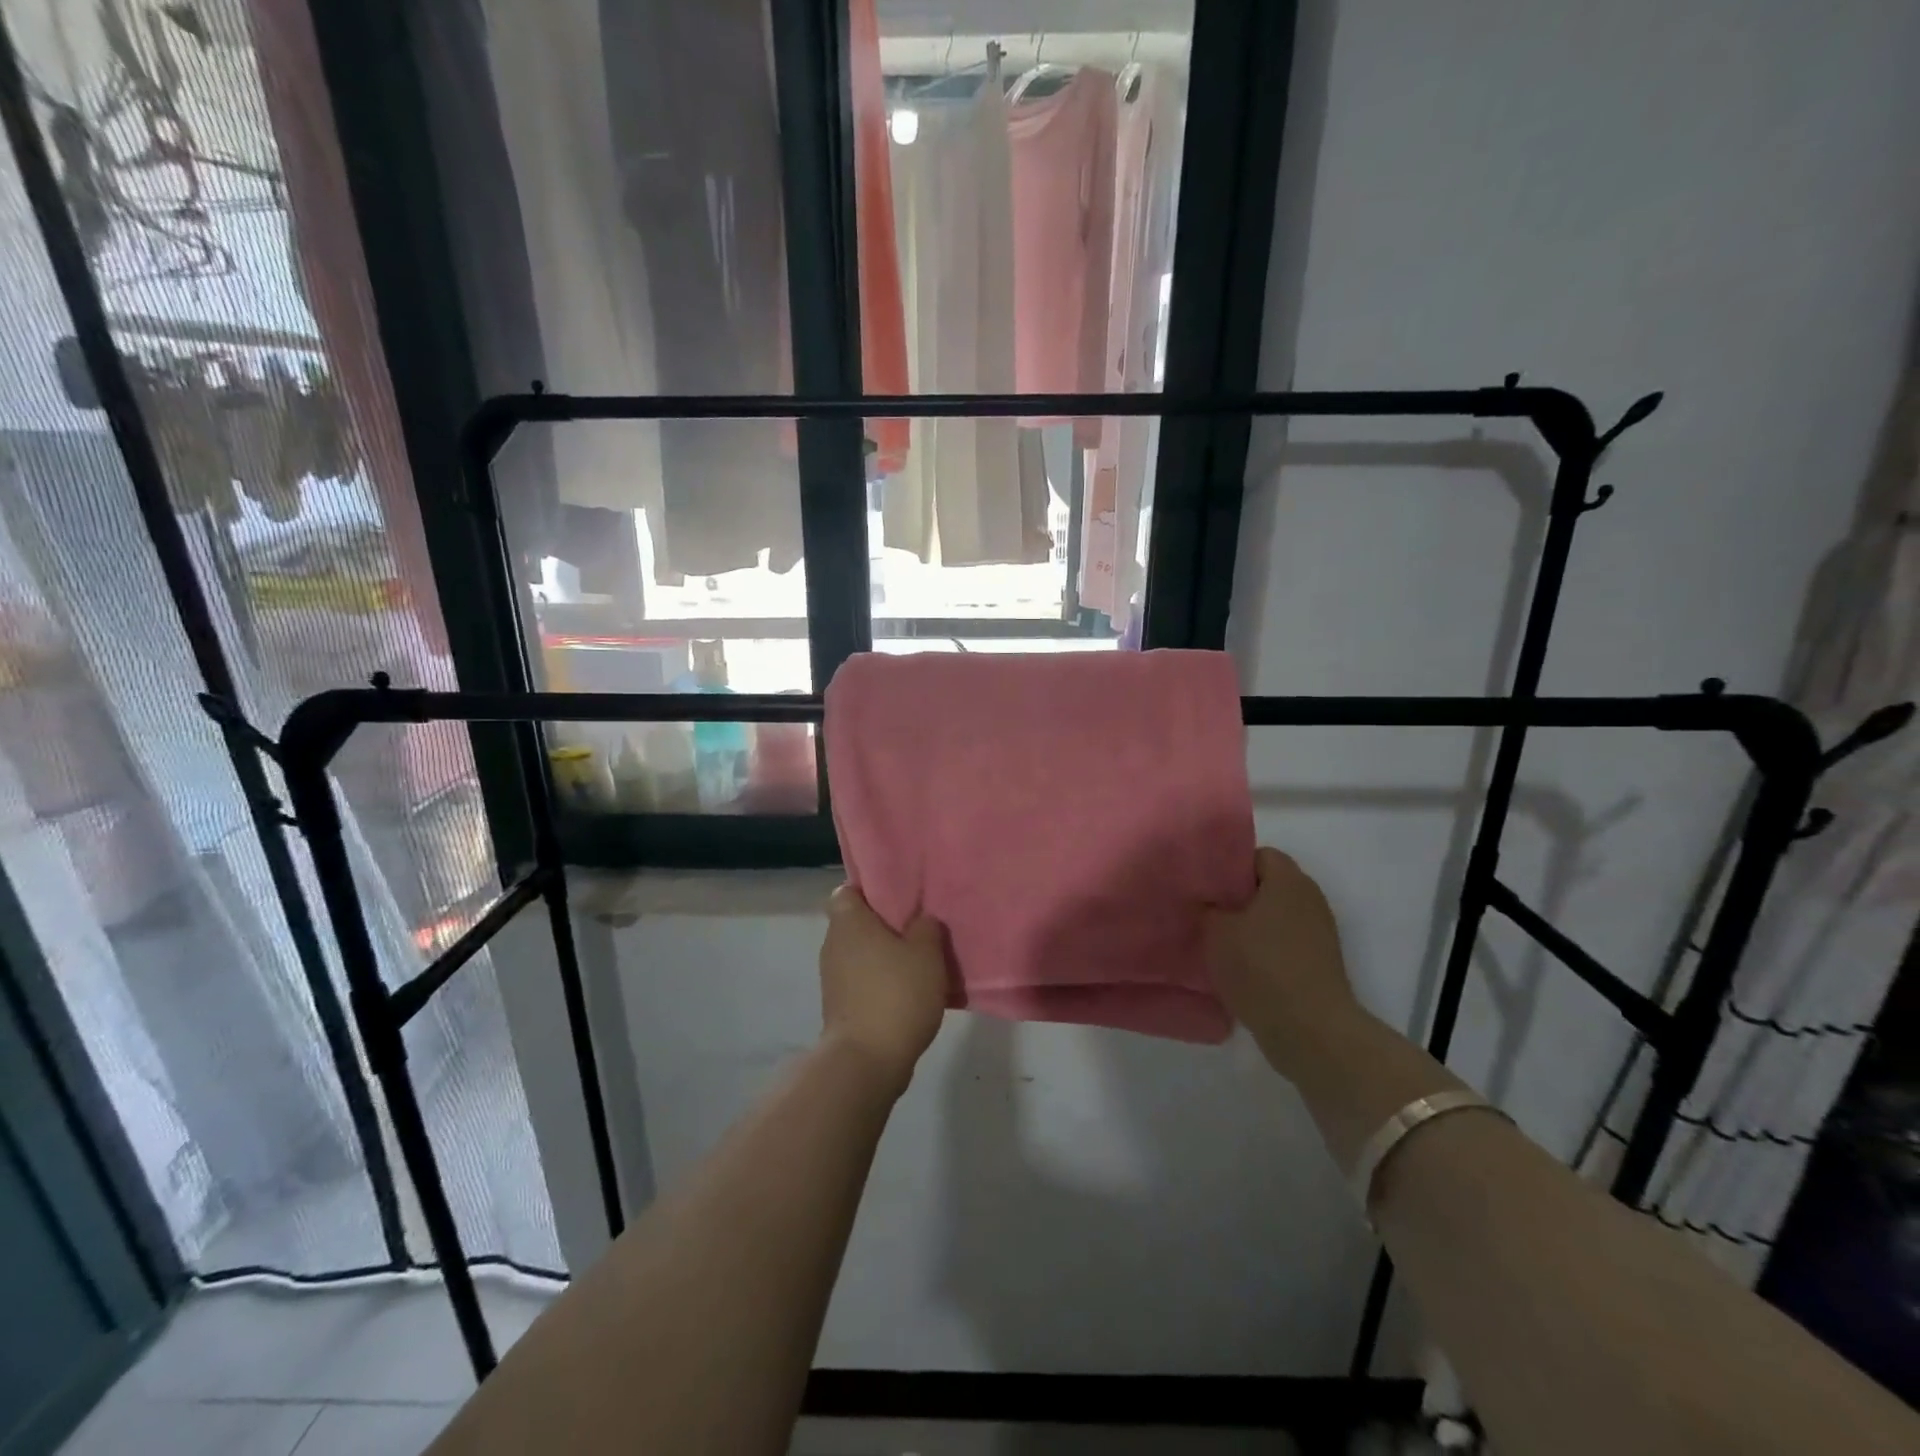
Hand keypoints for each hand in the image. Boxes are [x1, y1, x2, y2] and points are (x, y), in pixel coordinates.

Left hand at [818, 886, 948, 1095]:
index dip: (870, 890)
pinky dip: (880, 982)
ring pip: (860, 954)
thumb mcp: (926, 953)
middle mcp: (833, 944)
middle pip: (856, 923)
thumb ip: (926, 927)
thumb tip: (921, 920)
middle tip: (917, 927)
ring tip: (918, 960)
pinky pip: (862, 981)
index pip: (848, 890)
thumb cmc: (896, 994)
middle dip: (883, 925)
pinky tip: (908, 991)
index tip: (898, 897)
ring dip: (884, 956)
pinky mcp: (839, 1007)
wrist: (867, 1061)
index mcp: (848, 921)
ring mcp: (832, 978)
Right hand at [1204, 847, 1358, 1068]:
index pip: (1258, 855)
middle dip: (1238, 897)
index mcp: (1289, 880)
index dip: (1230, 866)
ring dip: (1250, 927)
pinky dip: (1264, 951)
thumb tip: (1208, 902)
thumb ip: (1208, 907)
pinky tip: (1239, 968)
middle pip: (1268, 886)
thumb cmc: (1260, 967)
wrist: (1310, 1031)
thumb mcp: (1216, 931)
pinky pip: (1284, 944)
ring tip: (1218, 942)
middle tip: (1206, 911)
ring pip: (1275, 917)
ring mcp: (1319, 934)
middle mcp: (1310, 899)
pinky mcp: (1320, 965)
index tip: (1205, 884)